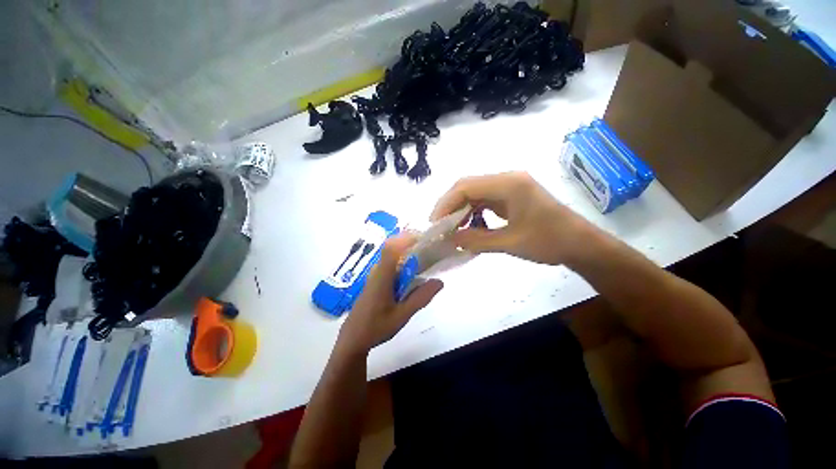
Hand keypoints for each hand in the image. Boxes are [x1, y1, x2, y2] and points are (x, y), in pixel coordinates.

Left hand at [337, 234, 443, 353]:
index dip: (406, 238)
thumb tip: (440, 281)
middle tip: (431, 249)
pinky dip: (404, 264)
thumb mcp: (402, 315)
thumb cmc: (376, 327)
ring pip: (392, 257)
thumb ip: (420, 298)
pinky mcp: (376, 281)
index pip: (391, 247)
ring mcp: (375, 275)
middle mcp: (377, 271)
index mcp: (382, 276)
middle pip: (393, 248)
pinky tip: (413, 275)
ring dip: (408, 254)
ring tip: (426, 259)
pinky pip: (391, 265)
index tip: (424, 237)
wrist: (353, 338)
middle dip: (412, 244)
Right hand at [431, 172, 593, 265]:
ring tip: (451, 228)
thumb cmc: (550, 242)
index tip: (435, 223)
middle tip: (440, 227)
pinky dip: (473, 213)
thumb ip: (477, 240)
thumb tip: (450, 240)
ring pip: (475, 193)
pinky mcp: (511, 196)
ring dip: (461, 210)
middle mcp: (507, 179)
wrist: (581, 244)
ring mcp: (510, 187)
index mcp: (509, 184)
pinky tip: (469, 226)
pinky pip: (484, 200)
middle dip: (450, 206)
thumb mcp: (510, 243)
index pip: (466, 187)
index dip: (446, 203)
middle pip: (468, 187)